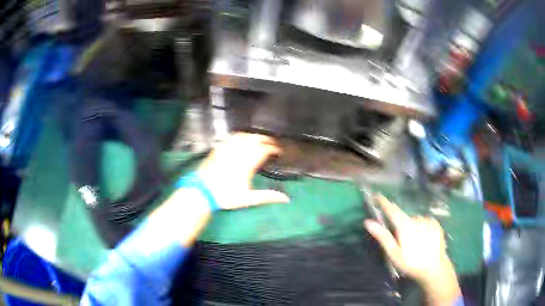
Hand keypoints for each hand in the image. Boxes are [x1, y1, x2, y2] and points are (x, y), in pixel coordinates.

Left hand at [197, 133, 289, 209]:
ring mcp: (227, 149)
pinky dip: (239, 135)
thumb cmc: (226, 195)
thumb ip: (267, 197)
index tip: (278, 151)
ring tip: (259, 139)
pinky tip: (241, 137)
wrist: (203, 191)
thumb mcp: (248, 199)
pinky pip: (231, 137)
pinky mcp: (219, 148)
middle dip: (265, 139)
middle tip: (272, 142)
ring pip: (244, 136)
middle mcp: (238, 153)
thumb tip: (286, 199)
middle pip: (255, 139)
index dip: (273, 148)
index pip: (263, 150)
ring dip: (254, 136)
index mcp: (247, 164)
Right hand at [364, 195, 460, 304]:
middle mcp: (417, 219)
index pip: (392, 210)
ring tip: (414, 244)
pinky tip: (423, 240)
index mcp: (405, 226)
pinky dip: (421, 228)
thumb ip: (383, 237)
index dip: (384, 203)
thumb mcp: (394, 254)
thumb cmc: (411, 263)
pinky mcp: (436, 224)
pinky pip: (425, 222)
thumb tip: (368, 222)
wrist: (434, 268)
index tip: (377, 195)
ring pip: (415, 221)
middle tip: (402, 242)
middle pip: (404, 218)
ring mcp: (428, 220)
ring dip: (412, 228)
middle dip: (401, 226)